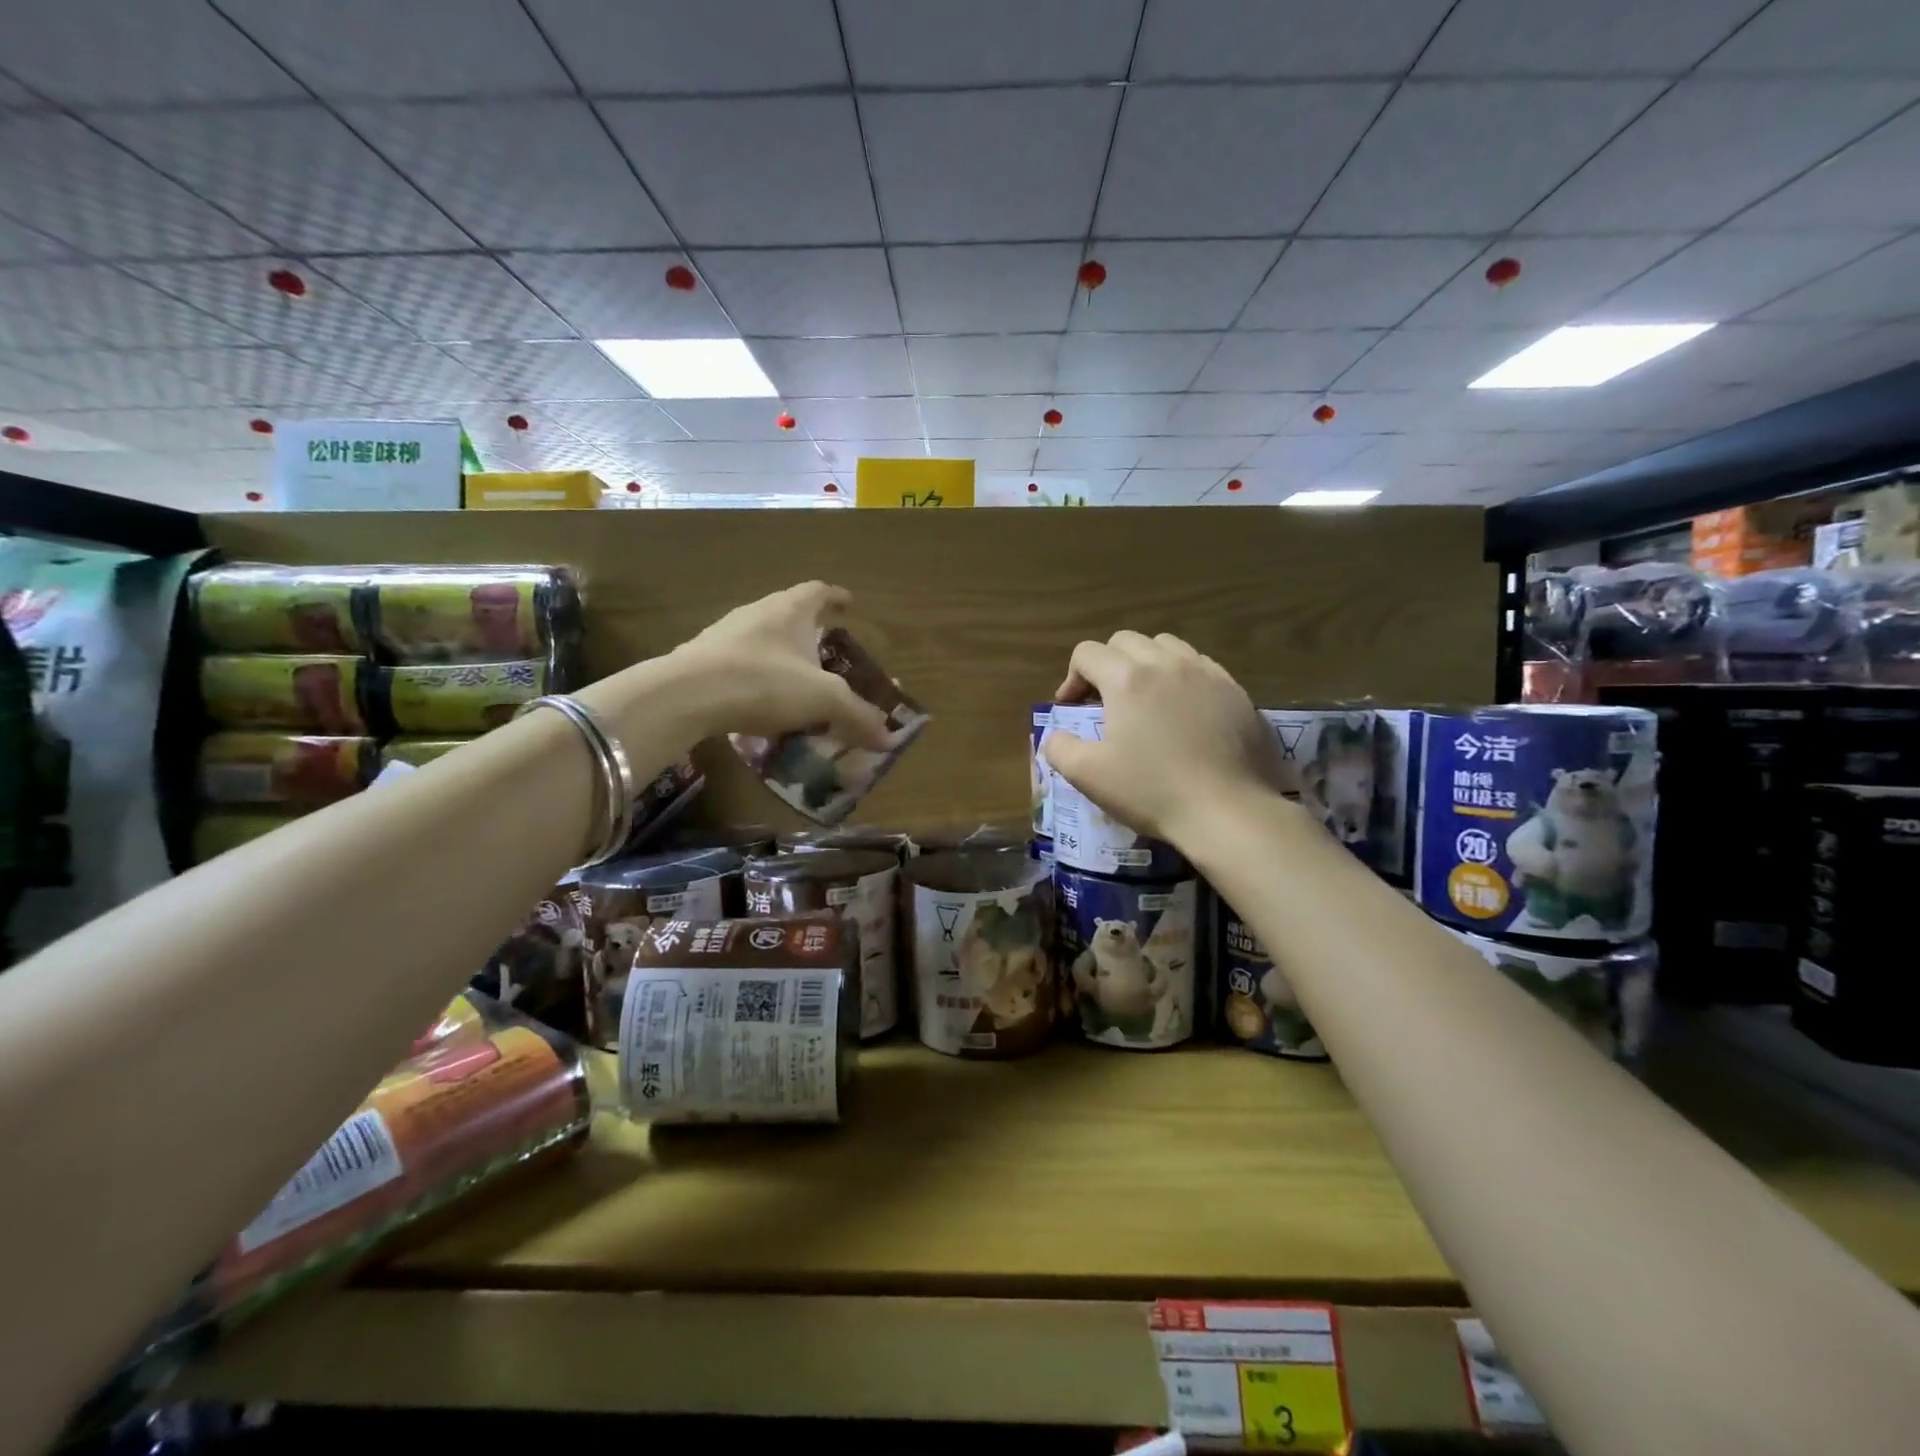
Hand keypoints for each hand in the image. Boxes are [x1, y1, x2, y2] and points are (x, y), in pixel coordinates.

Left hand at [670, 582, 892, 747]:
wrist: (684, 695)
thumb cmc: (763, 682)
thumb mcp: (823, 700)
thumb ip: (858, 716)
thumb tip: (889, 739)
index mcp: (790, 609)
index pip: (819, 591)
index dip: (837, 598)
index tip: (850, 606)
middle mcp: (757, 612)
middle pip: (790, 612)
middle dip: (811, 630)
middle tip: (828, 651)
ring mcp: (725, 634)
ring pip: (763, 638)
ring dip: (783, 654)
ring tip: (797, 680)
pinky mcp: (702, 660)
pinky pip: (740, 663)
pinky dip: (758, 676)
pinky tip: (762, 702)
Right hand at [1043, 631, 1285, 848]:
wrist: (1228, 811)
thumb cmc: (1152, 791)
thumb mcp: (1088, 776)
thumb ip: (1059, 748)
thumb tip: (1055, 736)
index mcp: (1127, 678)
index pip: (1087, 653)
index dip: (1071, 678)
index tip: (1072, 709)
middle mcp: (1166, 663)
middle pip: (1125, 641)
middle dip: (1106, 664)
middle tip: (1105, 702)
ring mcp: (1206, 673)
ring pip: (1166, 645)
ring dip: (1145, 663)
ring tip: (1145, 699)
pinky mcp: (1235, 690)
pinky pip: (1200, 665)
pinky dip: (1181, 676)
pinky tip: (1183, 710)